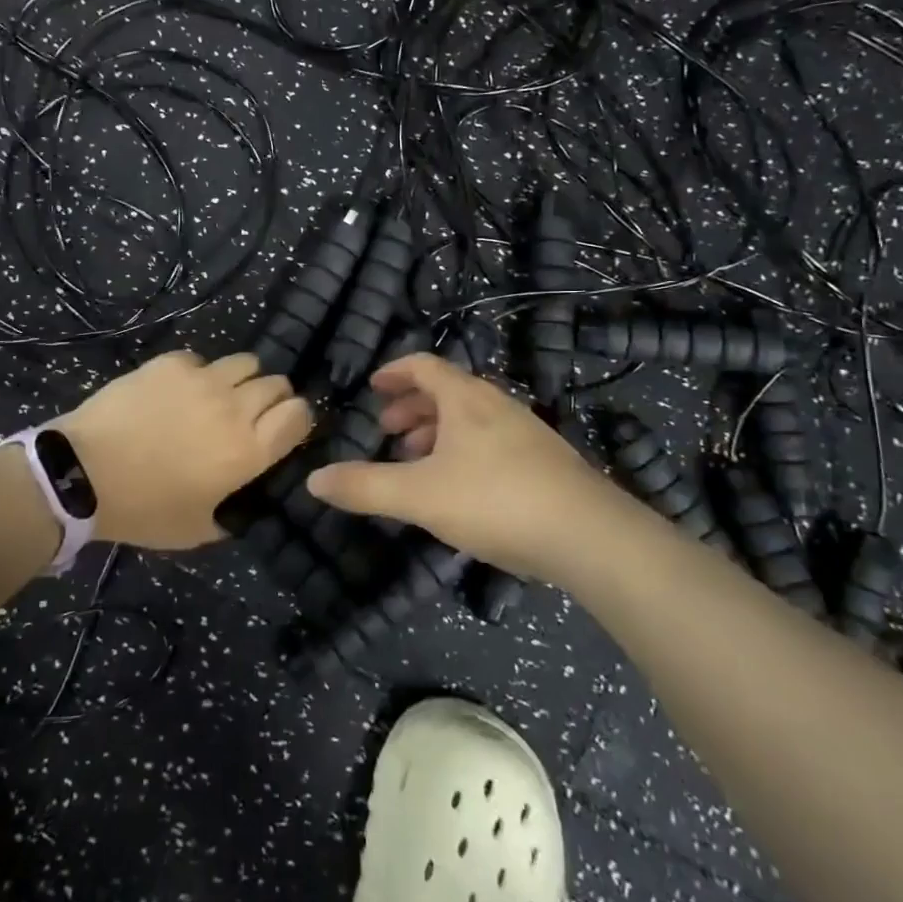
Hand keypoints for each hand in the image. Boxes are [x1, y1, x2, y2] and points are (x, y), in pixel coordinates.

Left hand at [57, 350, 312, 549]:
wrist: (82, 474)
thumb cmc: (143, 509)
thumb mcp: (197, 530)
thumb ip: (234, 513)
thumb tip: (248, 499)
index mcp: (248, 450)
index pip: (300, 414)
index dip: (297, 420)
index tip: (283, 430)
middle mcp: (234, 407)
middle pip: (277, 384)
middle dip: (271, 399)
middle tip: (248, 417)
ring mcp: (202, 379)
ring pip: (245, 362)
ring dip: (240, 380)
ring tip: (218, 396)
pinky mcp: (171, 363)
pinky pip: (201, 359)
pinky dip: (198, 373)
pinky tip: (177, 392)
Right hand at [306, 352, 630, 580]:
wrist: (588, 535)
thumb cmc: (495, 501)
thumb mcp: (418, 496)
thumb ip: (364, 487)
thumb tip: (314, 480)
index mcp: (465, 399)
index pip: (422, 366)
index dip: (393, 372)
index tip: (372, 387)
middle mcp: (496, 405)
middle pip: (446, 390)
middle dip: (411, 406)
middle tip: (387, 431)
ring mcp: (525, 432)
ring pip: (470, 419)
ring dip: (437, 431)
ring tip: (416, 461)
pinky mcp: (545, 461)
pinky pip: (491, 442)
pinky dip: (463, 451)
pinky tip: (460, 488)